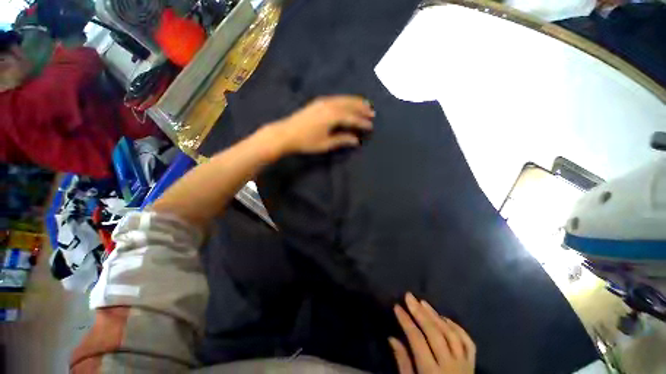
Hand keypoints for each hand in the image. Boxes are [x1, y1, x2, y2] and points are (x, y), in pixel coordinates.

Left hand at [270, 95, 374, 154]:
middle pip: (349, 105)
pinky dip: (345, 100)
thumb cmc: (306, 141)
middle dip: (361, 108)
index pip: (352, 118)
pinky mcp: (317, 102)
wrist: (285, 133)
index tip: (371, 126)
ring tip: (364, 104)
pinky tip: (347, 103)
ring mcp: (322, 102)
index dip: (362, 122)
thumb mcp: (325, 144)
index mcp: (332, 116)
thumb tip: (356, 140)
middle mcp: (329, 105)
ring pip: (343, 99)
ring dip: (354, 102)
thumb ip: (342, 140)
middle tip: (372, 112)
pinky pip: (336, 98)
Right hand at [390, 293, 475, 373]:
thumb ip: (403, 363)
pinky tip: (445, 318)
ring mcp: (464, 364)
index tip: (397, 307)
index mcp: (431, 372)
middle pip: (434, 333)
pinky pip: (467, 341)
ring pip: (450, 333)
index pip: (417, 339)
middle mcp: (449, 365)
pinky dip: (457, 327)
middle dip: (419, 312)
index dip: (406, 321)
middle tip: (409, 296)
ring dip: (436, 315)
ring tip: (423, 303)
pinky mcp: (473, 364)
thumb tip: (392, 338)